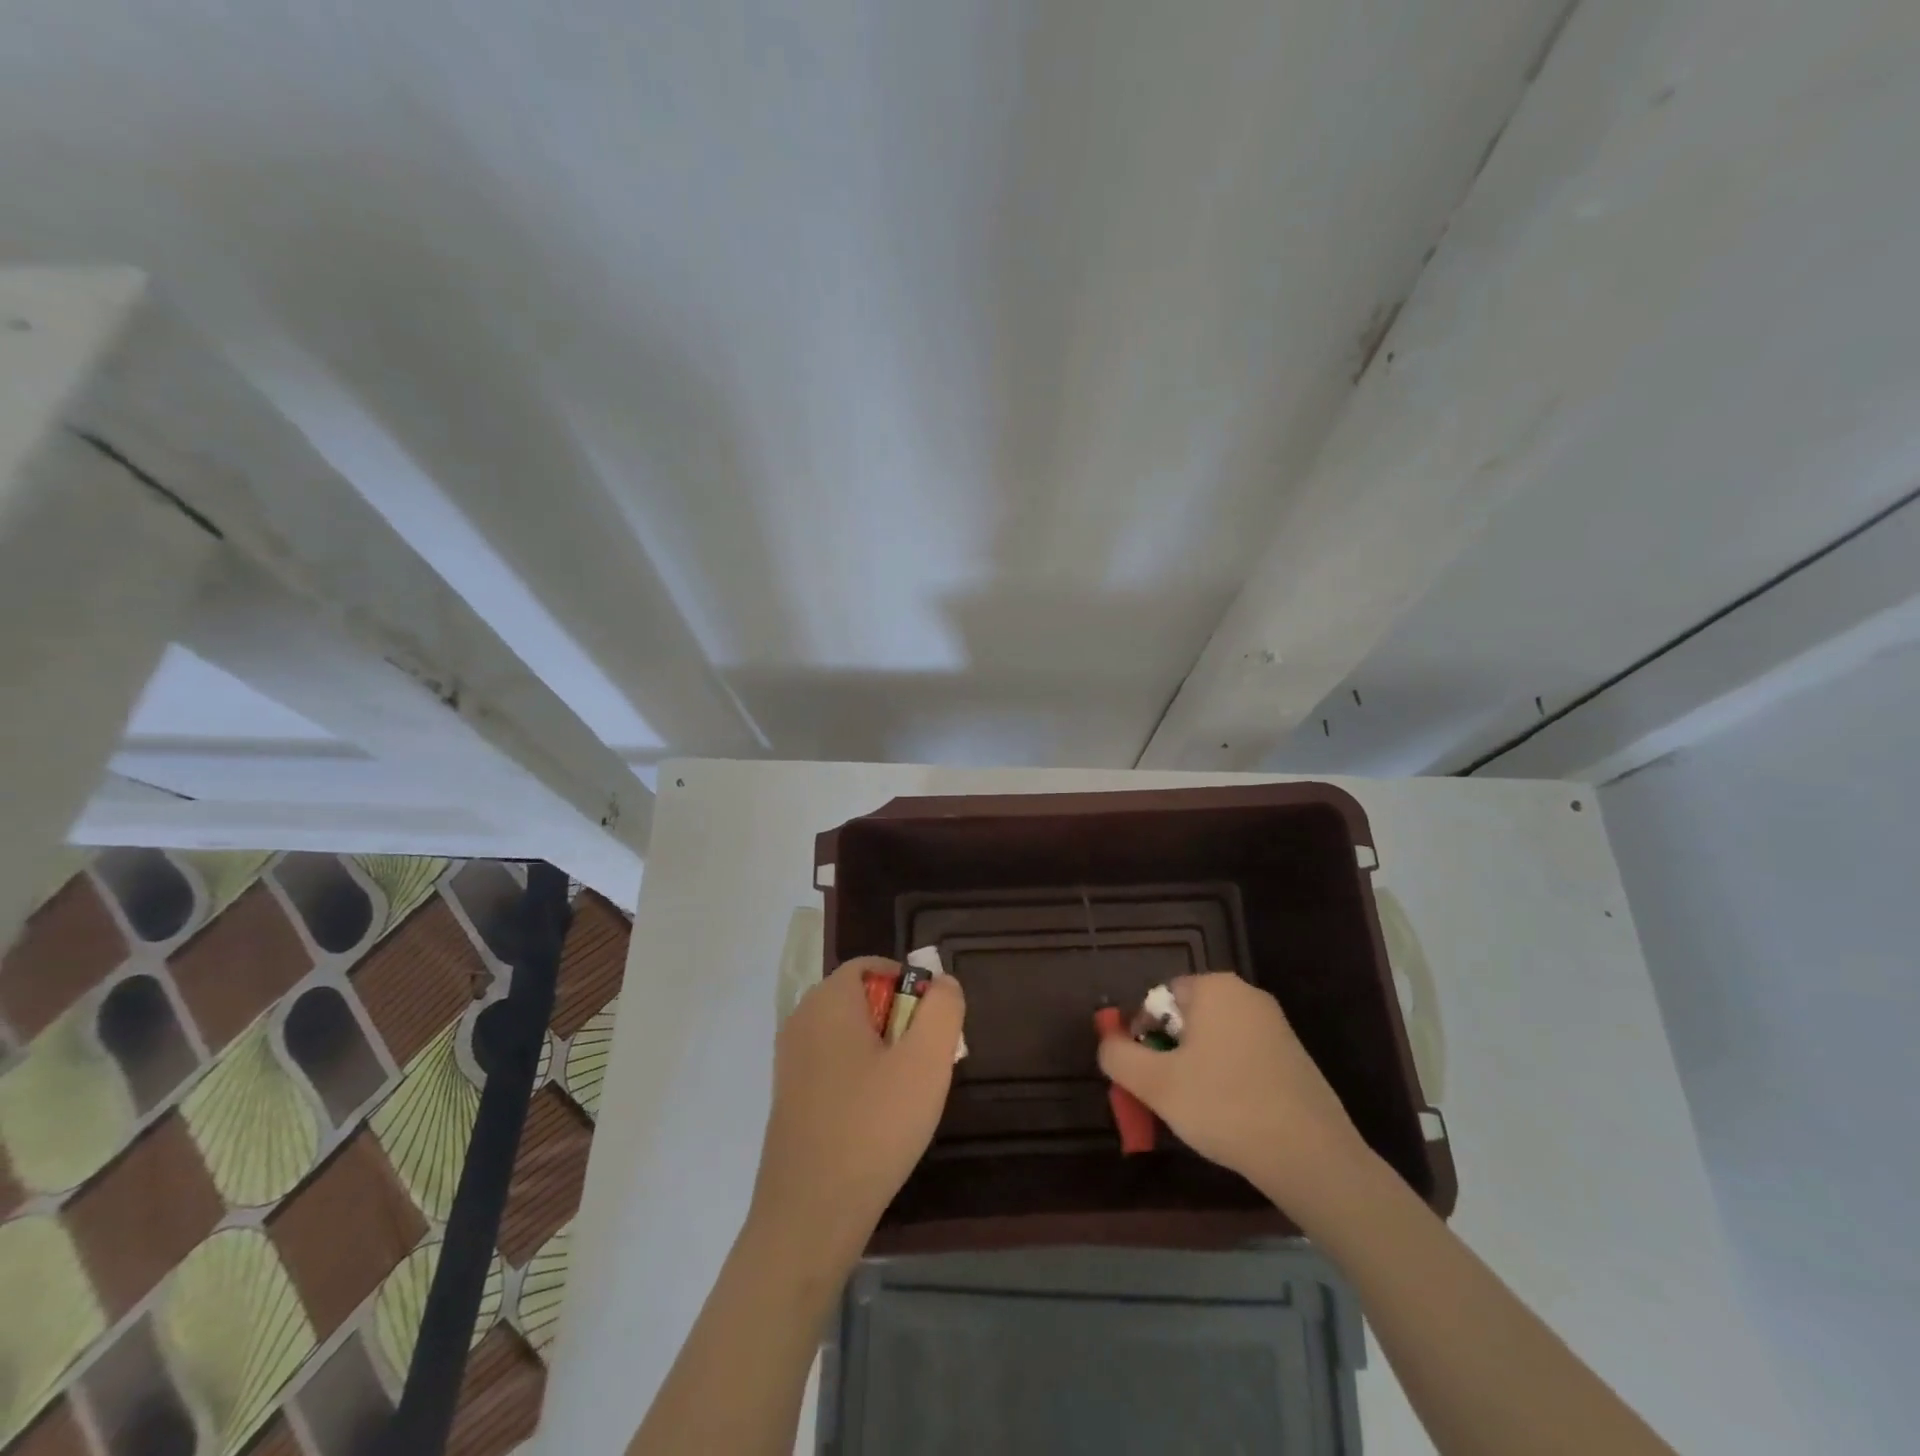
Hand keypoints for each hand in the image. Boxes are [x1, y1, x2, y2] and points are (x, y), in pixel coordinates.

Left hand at [748, 956, 965, 1270]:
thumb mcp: (926, 1061)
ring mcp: (790, 1061)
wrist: (809, 1215)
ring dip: (883, 1053)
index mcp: (828, 1000)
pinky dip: (860, 1078)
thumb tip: (942, 982)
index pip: (872, 966)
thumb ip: (942, 1009)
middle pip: (862, 999)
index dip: (909, 986)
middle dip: (900, 1022)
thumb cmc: (873, 1127)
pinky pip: (834, 1066)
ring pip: (850, 1035)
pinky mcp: (789, 1097)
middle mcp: (801, 1020)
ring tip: (905, 1096)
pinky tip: (877, 1120)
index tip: (932, 1027)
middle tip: (925, 1064)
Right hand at [1098, 972, 1368, 1208]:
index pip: (1158, 999)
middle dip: (1170, 1053)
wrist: (1311, 1156)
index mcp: (1214, 987)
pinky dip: (1228, 1079)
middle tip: (1167, 1095)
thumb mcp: (1154, 1083)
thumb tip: (1108, 1043)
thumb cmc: (1224, 1106)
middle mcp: (1246, 995)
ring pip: (1214, 1040)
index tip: (1145, 1076)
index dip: (1142, 1036)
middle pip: (1186, 1018)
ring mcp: (1276, 1025)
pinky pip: (1243, 1058)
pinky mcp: (1294, 1057)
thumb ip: (1118, 1056)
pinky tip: (1231, 1116)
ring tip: (1198, 1110)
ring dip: (1197, 1068)